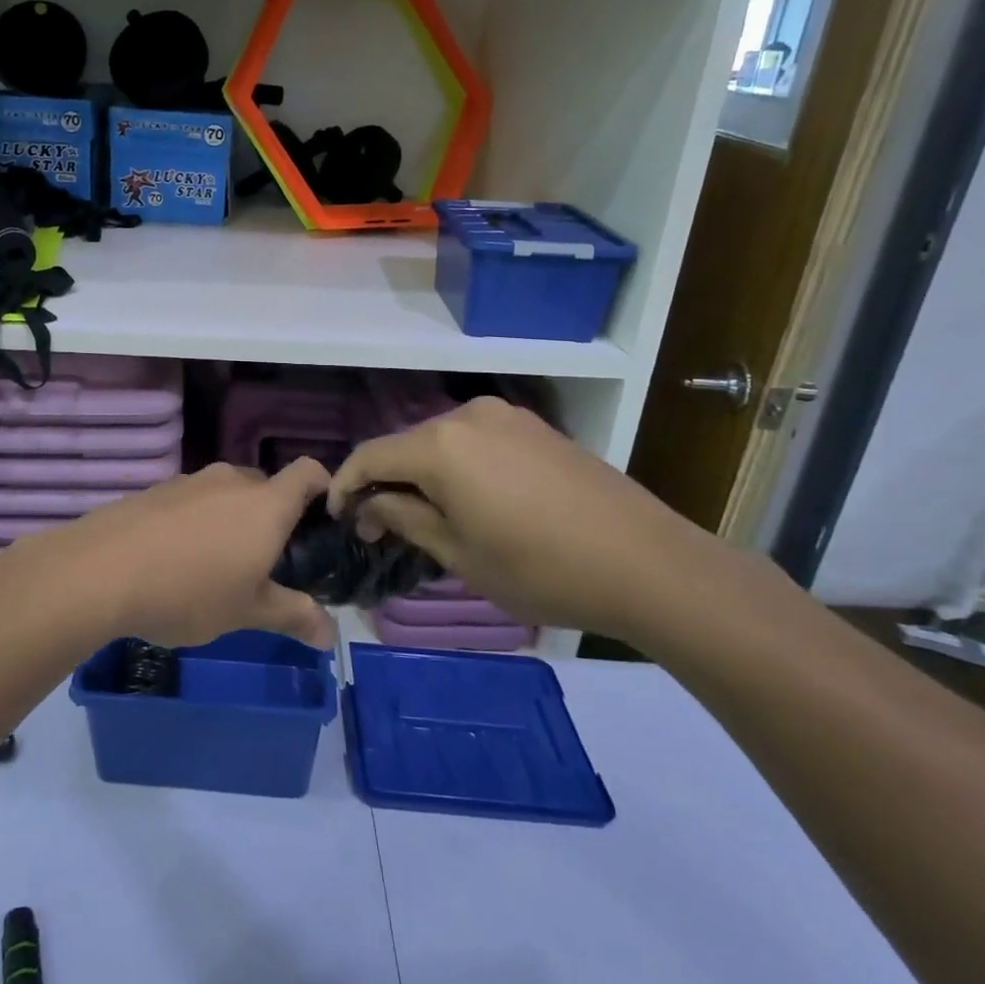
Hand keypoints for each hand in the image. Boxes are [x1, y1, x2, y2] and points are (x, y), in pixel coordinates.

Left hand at [27, 460, 335, 650]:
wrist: (102, 570)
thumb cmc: (189, 590)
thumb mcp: (248, 612)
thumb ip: (293, 616)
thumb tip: (330, 636)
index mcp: (266, 503)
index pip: (309, 471)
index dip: (324, 488)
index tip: (324, 522)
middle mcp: (232, 481)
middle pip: (267, 487)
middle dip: (274, 518)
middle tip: (269, 563)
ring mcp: (190, 481)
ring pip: (227, 495)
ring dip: (233, 522)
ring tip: (220, 567)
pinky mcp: (157, 490)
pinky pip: (193, 501)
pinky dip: (198, 522)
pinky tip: (178, 560)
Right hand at [328, 397, 712, 640]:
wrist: (647, 563)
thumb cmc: (540, 568)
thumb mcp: (460, 554)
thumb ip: (405, 518)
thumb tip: (370, 504)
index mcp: (440, 445)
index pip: (370, 455)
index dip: (345, 484)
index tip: (337, 516)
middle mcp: (467, 415)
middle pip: (406, 445)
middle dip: (385, 481)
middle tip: (379, 525)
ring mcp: (506, 417)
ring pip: (441, 442)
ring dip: (422, 474)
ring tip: (423, 516)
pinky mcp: (535, 428)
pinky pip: (476, 441)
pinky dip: (457, 467)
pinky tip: (468, 500)